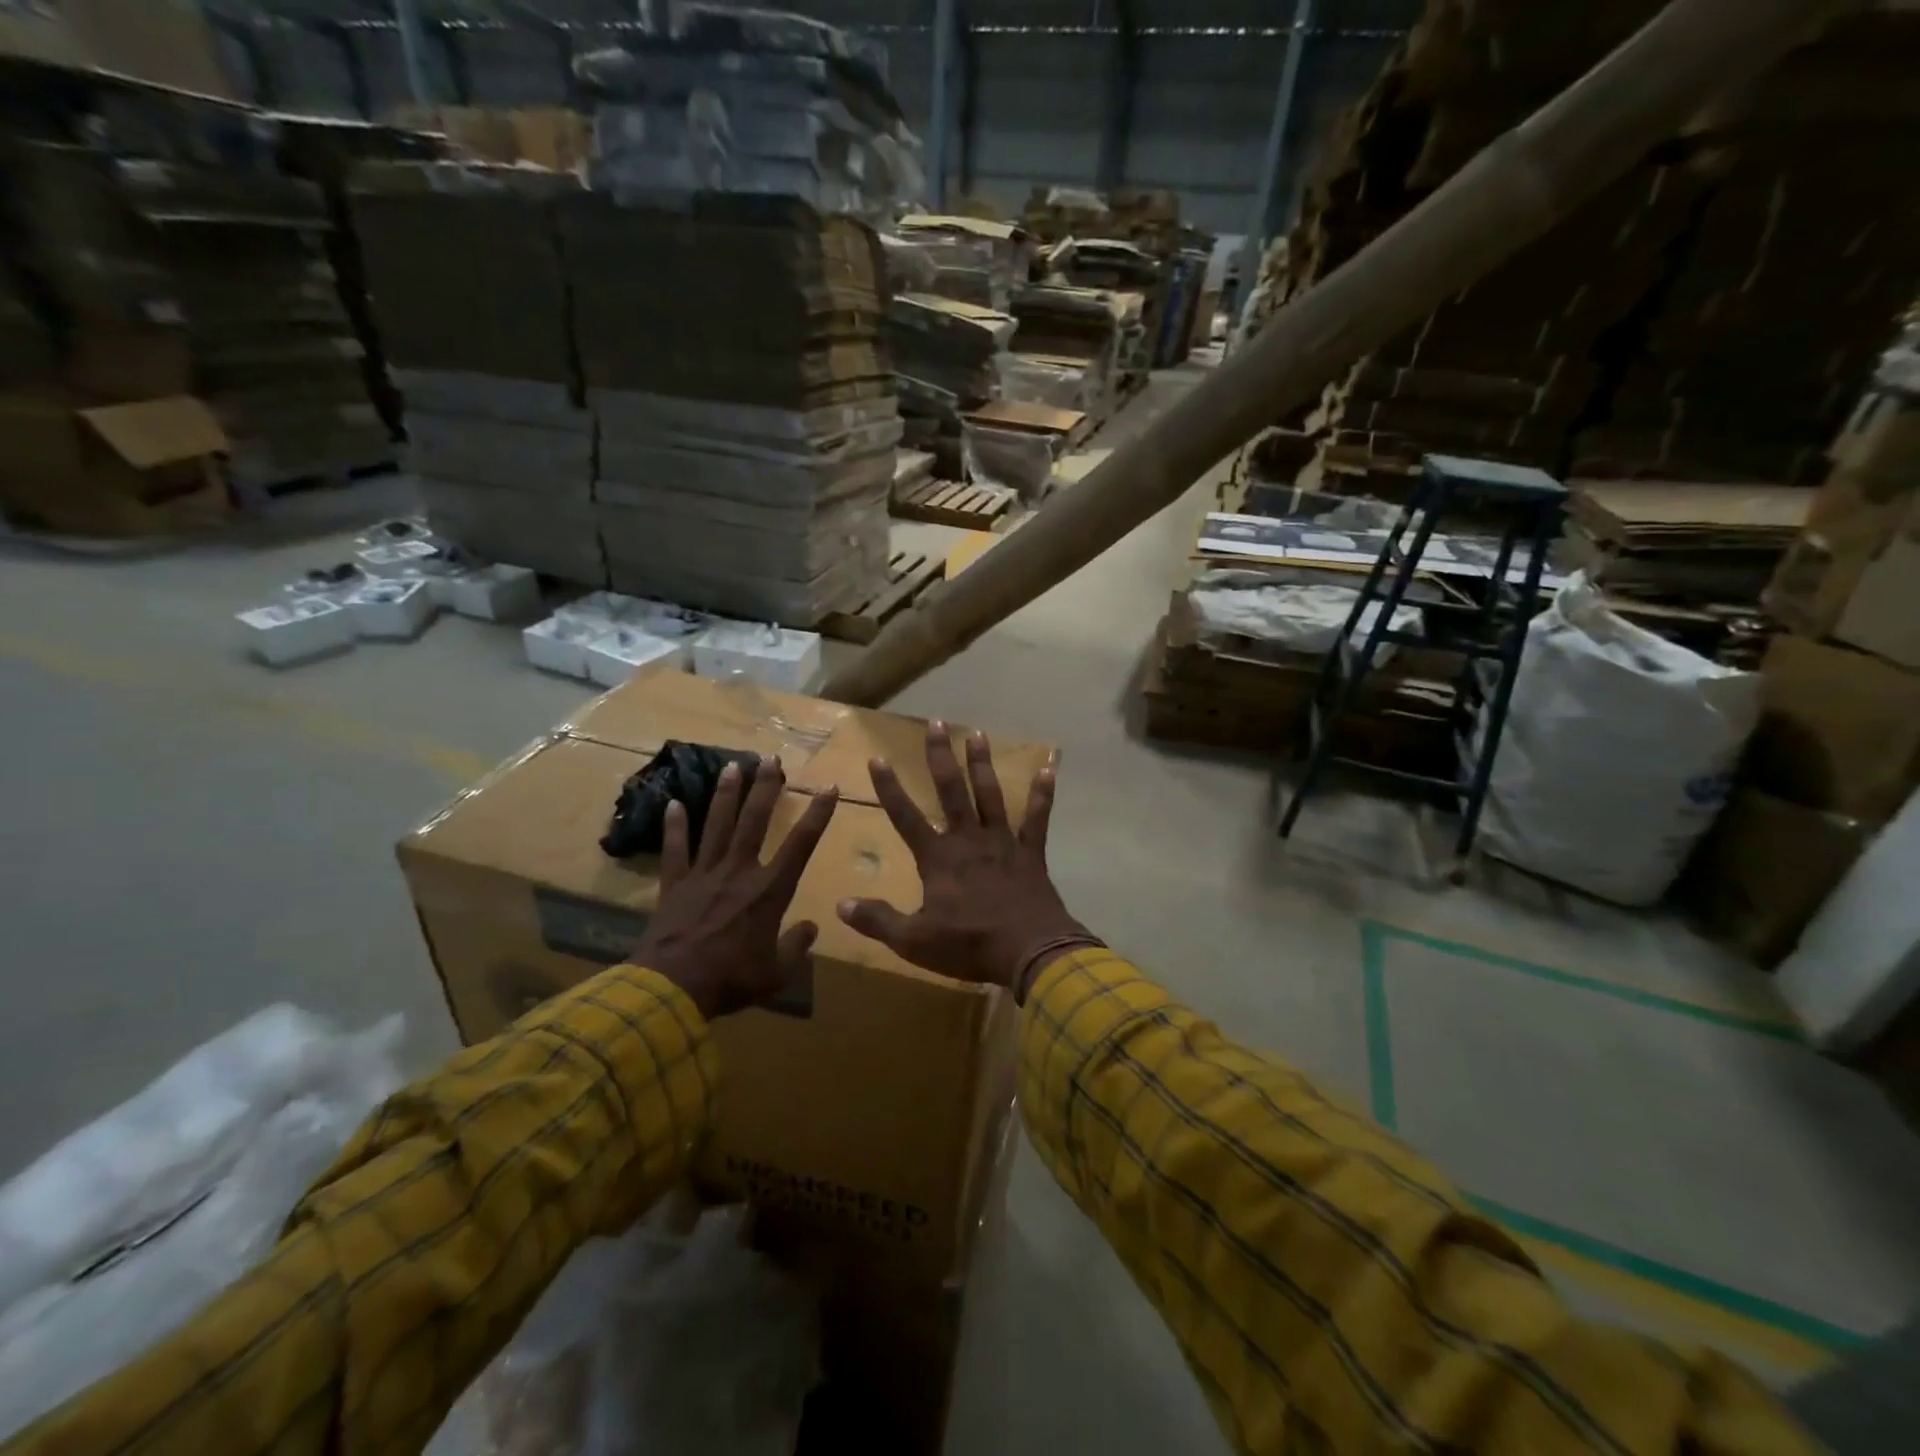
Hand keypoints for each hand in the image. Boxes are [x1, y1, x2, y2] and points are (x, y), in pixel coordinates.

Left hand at [634, 758, 838, 1021]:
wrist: (672, 989)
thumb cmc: (731, 980)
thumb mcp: (777, 973)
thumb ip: (796, 947)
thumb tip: (811, 928)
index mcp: (769, 891)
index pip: (801, 844)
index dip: (818, 814)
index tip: (829, 787)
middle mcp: (739, 872)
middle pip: (755, 821)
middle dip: (765, 787)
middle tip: (771, 758)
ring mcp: (704, 875)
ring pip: (716, 825)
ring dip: (725, 794)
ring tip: (732, 765)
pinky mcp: (674, 885)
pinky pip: (675, 850)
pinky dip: (674, 827)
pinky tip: (673, 803)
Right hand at [837, 722, 1093, 996]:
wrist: (1029, 951)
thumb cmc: (970, 945)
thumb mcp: (914, 941)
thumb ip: (878, 921)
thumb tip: (840, 905)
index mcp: (938, 858)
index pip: (905, 816)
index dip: (889, 788)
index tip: (877, 758)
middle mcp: (968, 839)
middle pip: (951, 790)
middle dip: (940, 756)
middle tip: (936, 723)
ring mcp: (1002, 842)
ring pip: (990, 795)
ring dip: (982, 764)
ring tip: (977, 733)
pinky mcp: (1031, 853)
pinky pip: (1037, 819)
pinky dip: (1042, 795)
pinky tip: (1048, 770)